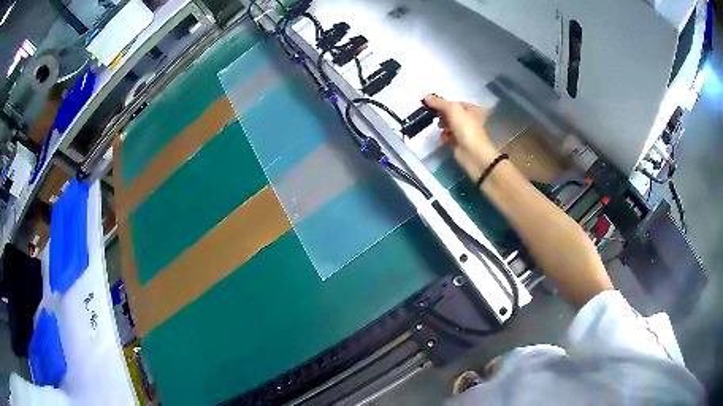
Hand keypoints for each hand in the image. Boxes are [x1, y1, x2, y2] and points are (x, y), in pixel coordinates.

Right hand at [423, 95, 497, 180]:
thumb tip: (425, 96)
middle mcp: (469, 119)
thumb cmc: (466, 127)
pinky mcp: (459, 143)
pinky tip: (444, 138)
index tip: (432, 106)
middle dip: (442, 115)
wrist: (473, 153)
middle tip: (438, 118)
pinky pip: (448, 136)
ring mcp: (464, 132)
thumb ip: (438, 102)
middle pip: (450, 114)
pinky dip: (444, 136)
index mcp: (472, 109)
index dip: (443, 104)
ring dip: (442, 126)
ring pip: (448, 125)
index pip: (454, 103)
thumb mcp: (452, 109)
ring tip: (442, 129)